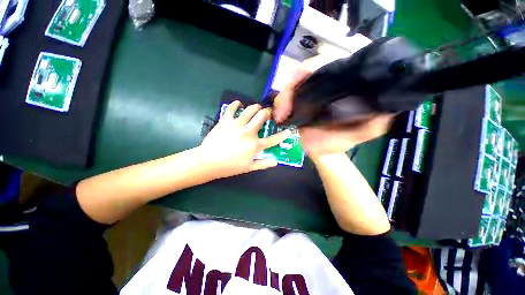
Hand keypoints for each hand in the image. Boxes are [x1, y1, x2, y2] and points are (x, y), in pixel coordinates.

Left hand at [198, 101, 290, 178]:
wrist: (208, 162)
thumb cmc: (229, 166)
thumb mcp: (248, 168)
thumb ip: (263, 164)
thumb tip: (276, 162)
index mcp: (254, 145)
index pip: (273, 140)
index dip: (282, 135)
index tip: (288, 131)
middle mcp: (248, 132)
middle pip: (261, 116)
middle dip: (267, 112)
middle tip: (267, 113)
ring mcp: (236, 125)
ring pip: (250, 109)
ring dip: (255, 107)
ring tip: (256, 108)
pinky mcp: (225, 121)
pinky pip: (232, 108)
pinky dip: (236, 104)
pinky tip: (239, 104)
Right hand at [273, 55, 393, 157]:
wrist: (325, 152)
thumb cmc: (343, 140)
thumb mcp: (366, 130)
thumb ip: (378, 119)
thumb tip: (386, 105)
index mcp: (338, 87)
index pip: (326, 64)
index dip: (312, 67)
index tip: (301, 77)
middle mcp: (321, 87)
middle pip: (302, 74)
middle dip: (292, 85)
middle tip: (287, 104)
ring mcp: (305, 97)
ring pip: (289, 87)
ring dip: (283, 98)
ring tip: (281, 115)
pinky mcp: (295, 108)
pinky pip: (282, 101)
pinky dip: (278, 107)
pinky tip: (279, 117)